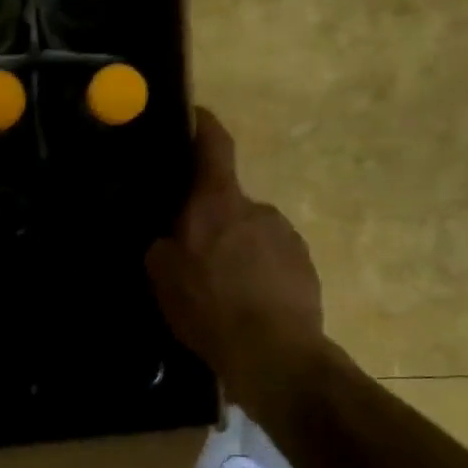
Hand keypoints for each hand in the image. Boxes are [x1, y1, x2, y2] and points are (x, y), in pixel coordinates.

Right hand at [146, 109, 327, 411]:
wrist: (274, 352)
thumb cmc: (209, 307)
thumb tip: (167, 236)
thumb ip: (161, 245)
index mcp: (217, 202)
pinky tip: (247, 305)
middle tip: (192, 254)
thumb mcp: (162, 277)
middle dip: (210, 219)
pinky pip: (272, 260)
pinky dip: (258, 273)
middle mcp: (257, 208)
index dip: (202, 124)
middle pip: (227, 199)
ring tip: (223, 290)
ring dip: (236, 250)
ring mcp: (287, 236)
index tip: (193, 115)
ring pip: (250, 233)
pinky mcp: (306, 266)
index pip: (214, 143)